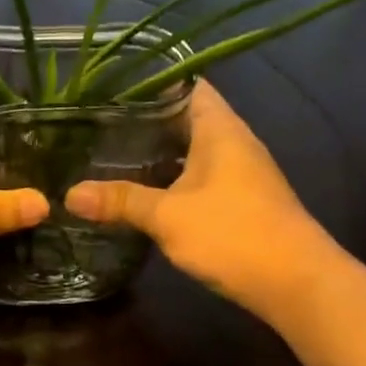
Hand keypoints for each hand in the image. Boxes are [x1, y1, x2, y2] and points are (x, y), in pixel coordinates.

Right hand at [65, 82, 339, 317]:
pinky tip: (144, 194)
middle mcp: (233, 142)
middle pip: (185, 117)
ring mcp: (240, 172)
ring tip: (110, 156)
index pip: (186, 84)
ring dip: (158, 153)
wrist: (295, 283)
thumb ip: (121, 201)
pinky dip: (172, 179)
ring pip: (191, 150)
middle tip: (97, 125)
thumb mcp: (169, 216)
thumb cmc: (233, 234)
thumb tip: (69, 194)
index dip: (150, 82)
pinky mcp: (240, 201)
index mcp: (219, 128)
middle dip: (144, 121)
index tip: (109, 89)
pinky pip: (199, 177)